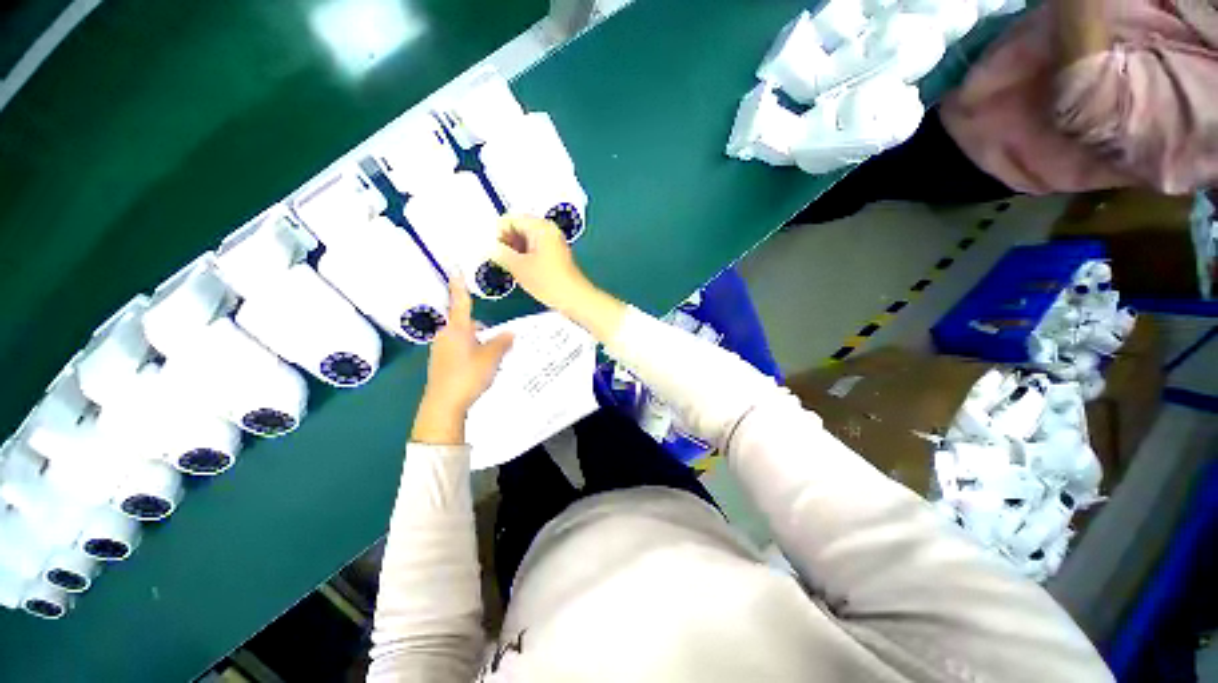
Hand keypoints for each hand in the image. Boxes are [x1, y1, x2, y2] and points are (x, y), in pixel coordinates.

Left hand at [411, 278, 513, 444]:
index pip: (460, 303)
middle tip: (498, 341)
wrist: (443, 405)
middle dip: (482, 328)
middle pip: (466, 323)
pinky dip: (471, 352)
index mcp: (457, 329)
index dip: (459, 286)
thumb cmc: (468, 376)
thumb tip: (511, 332)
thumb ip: (502, 342)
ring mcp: (441, 349)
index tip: (454, 268)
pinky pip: (459, 349)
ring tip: (492, 358)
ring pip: (463, 338)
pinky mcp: (441, 362)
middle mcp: (446, 335)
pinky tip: (480, 367)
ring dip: (477, 341)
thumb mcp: (491, 358)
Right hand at [492, 215, 596, 314]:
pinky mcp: (554, 255)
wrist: (574, 298)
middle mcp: (547, 230)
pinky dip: (524, 257)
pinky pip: (533, 250)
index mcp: (540, 227)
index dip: (497, 233)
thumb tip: (488, 248)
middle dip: (505, 242)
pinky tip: (518, 271)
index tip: (490, 251)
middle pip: (518, 228)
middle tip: (496, 260)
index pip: (510, 220)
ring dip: (513, 251)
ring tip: (506, 267)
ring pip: (525, 240)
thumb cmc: (547, 281)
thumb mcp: (519, 267)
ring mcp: (552, 243)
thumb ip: (500, 253)